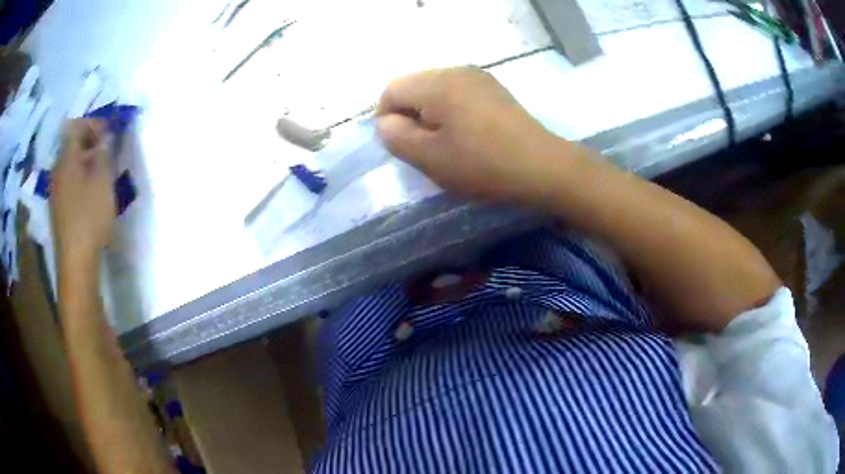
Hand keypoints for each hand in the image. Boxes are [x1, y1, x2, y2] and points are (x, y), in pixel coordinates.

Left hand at [51, 119, 115, 264]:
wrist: (76, 263)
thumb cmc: (89, 217)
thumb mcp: (102, 180)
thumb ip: (104, 152)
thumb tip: (105, 135)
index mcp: (66, 158)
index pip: (76, 126)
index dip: (93, 123)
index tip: (110, 131)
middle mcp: (57, 170)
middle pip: (71, 144)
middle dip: (90, 142)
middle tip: (107, 151)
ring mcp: (55, 191)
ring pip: (70, 164)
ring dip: (85, 161)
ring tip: (101, 172)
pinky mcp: (57, 209)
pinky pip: (68, 181)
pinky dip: (80, 178)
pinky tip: (90, 192)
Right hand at [376, 67, 572, 203]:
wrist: (543, 168)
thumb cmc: (483, 165)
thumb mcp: (430, 157)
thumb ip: (395, 136)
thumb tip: (386, 121)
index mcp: (436, 83)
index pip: (390, 90)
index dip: (386, 118)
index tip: (403, 146)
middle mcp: (455, 70)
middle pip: (413, 86)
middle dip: (409, 115)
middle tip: (424, 148)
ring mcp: (478, 77)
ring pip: (435, 90)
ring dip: (430, 115)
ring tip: (447, 143)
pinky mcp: (494, 89)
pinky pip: (457, 94)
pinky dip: (451, 112)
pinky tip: (467, 134)